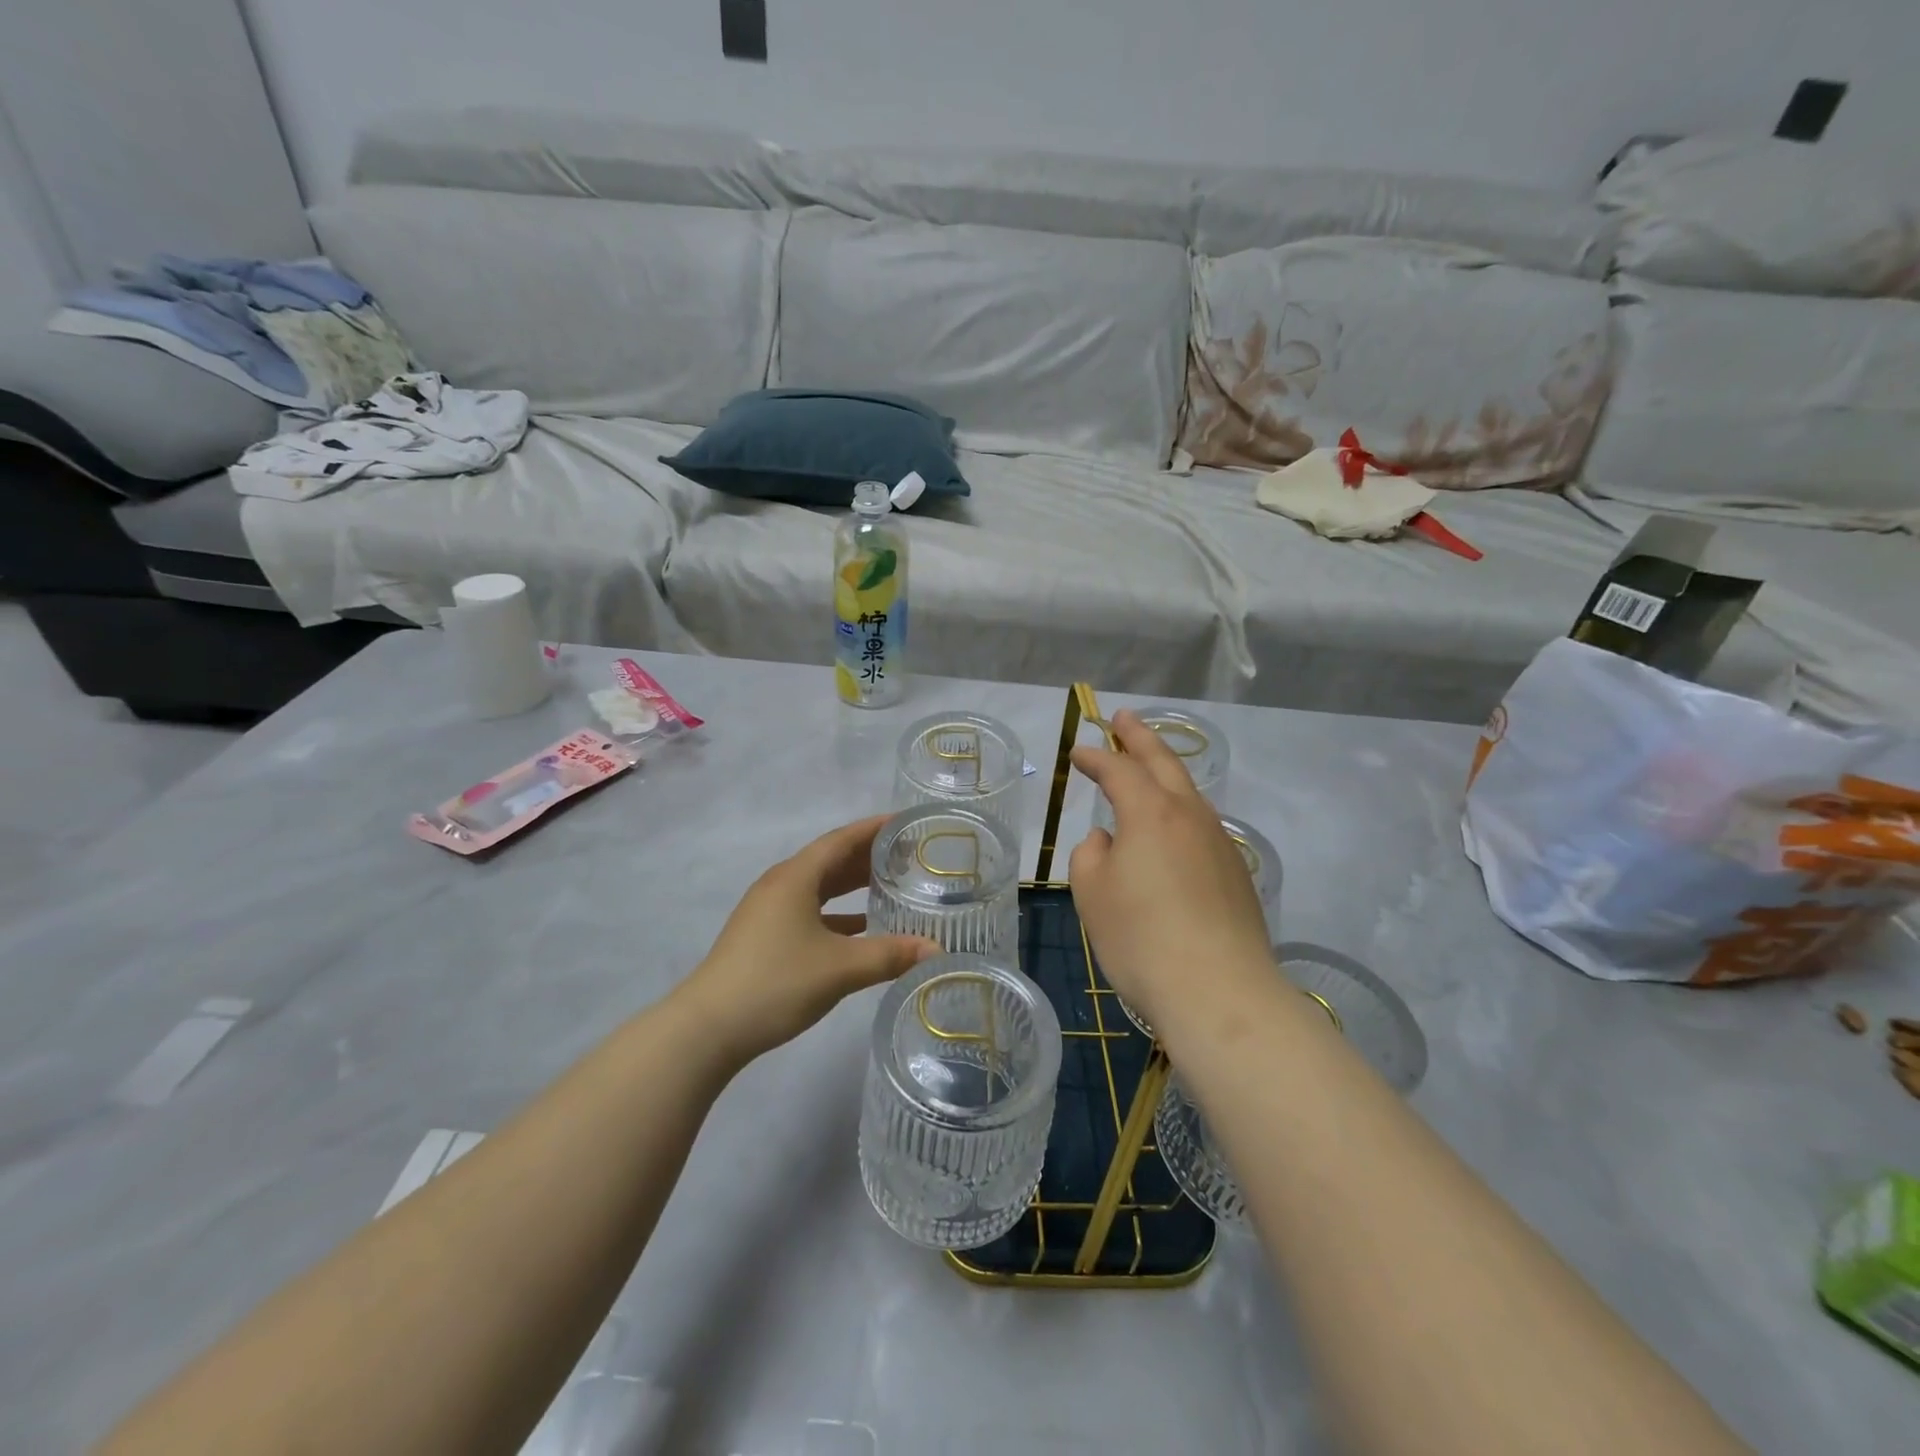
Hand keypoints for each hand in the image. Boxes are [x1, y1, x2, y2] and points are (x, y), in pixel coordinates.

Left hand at [678, 815, 939, 1064]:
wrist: (708, 1028)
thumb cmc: (776, 983)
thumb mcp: (841, 968)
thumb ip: (891, 955)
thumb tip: (938, 949)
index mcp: (796, 877)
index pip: (842, 840)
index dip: (874, 829)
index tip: (906, 823)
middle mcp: (781, 885)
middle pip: (831, 860)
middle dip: (869, 856)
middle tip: (909, 855)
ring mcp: (769, 911)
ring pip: (820, 887)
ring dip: (853, 885)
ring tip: (892, 886)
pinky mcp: (765, 936)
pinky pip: (810, 910)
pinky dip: (838, 913)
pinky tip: (861, 929)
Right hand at [1069, 711, 1276, 1037]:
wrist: (1220, 993)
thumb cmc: (1141, 938)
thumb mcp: (1093, 893)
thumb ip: (1091, 855)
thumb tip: (1109, 841)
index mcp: (1151, 812)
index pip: (1118, 770)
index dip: (1095, 757)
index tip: (1077, 752)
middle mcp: (1190, 816)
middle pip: (1164, 763)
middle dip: (1140, 738)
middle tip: (1124, 718)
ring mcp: (1220, 843)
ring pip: (1189, 793)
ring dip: (1166, 772)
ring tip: (1149, 766)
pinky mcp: (1235, 873)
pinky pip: (1201, 825)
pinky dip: (1180, 810)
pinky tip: (1173, 827)